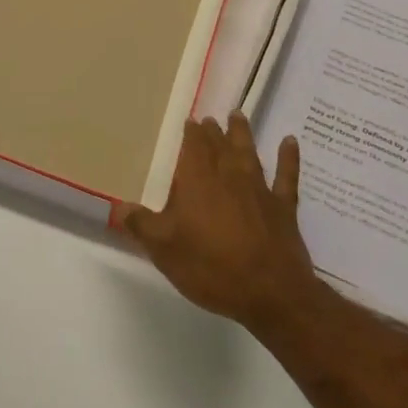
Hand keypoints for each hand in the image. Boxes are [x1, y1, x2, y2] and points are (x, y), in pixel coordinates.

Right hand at [116, 113, 320, 333]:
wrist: (270, 292)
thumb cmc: (211, 267)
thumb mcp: (164, 249)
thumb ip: (141, 224)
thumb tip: (116, 206)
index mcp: (198, 182)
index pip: (194, 147)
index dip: (191, 133)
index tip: (190, 120)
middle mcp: (229, 177)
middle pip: (220, 146)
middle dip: (213, 131)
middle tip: (210, 119)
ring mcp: (259, 190)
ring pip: (249, 153)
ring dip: (243, 134)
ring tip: (238, 115)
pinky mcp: (283, 208)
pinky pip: (286, 176)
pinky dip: (289, 158)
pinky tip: (290, 142)